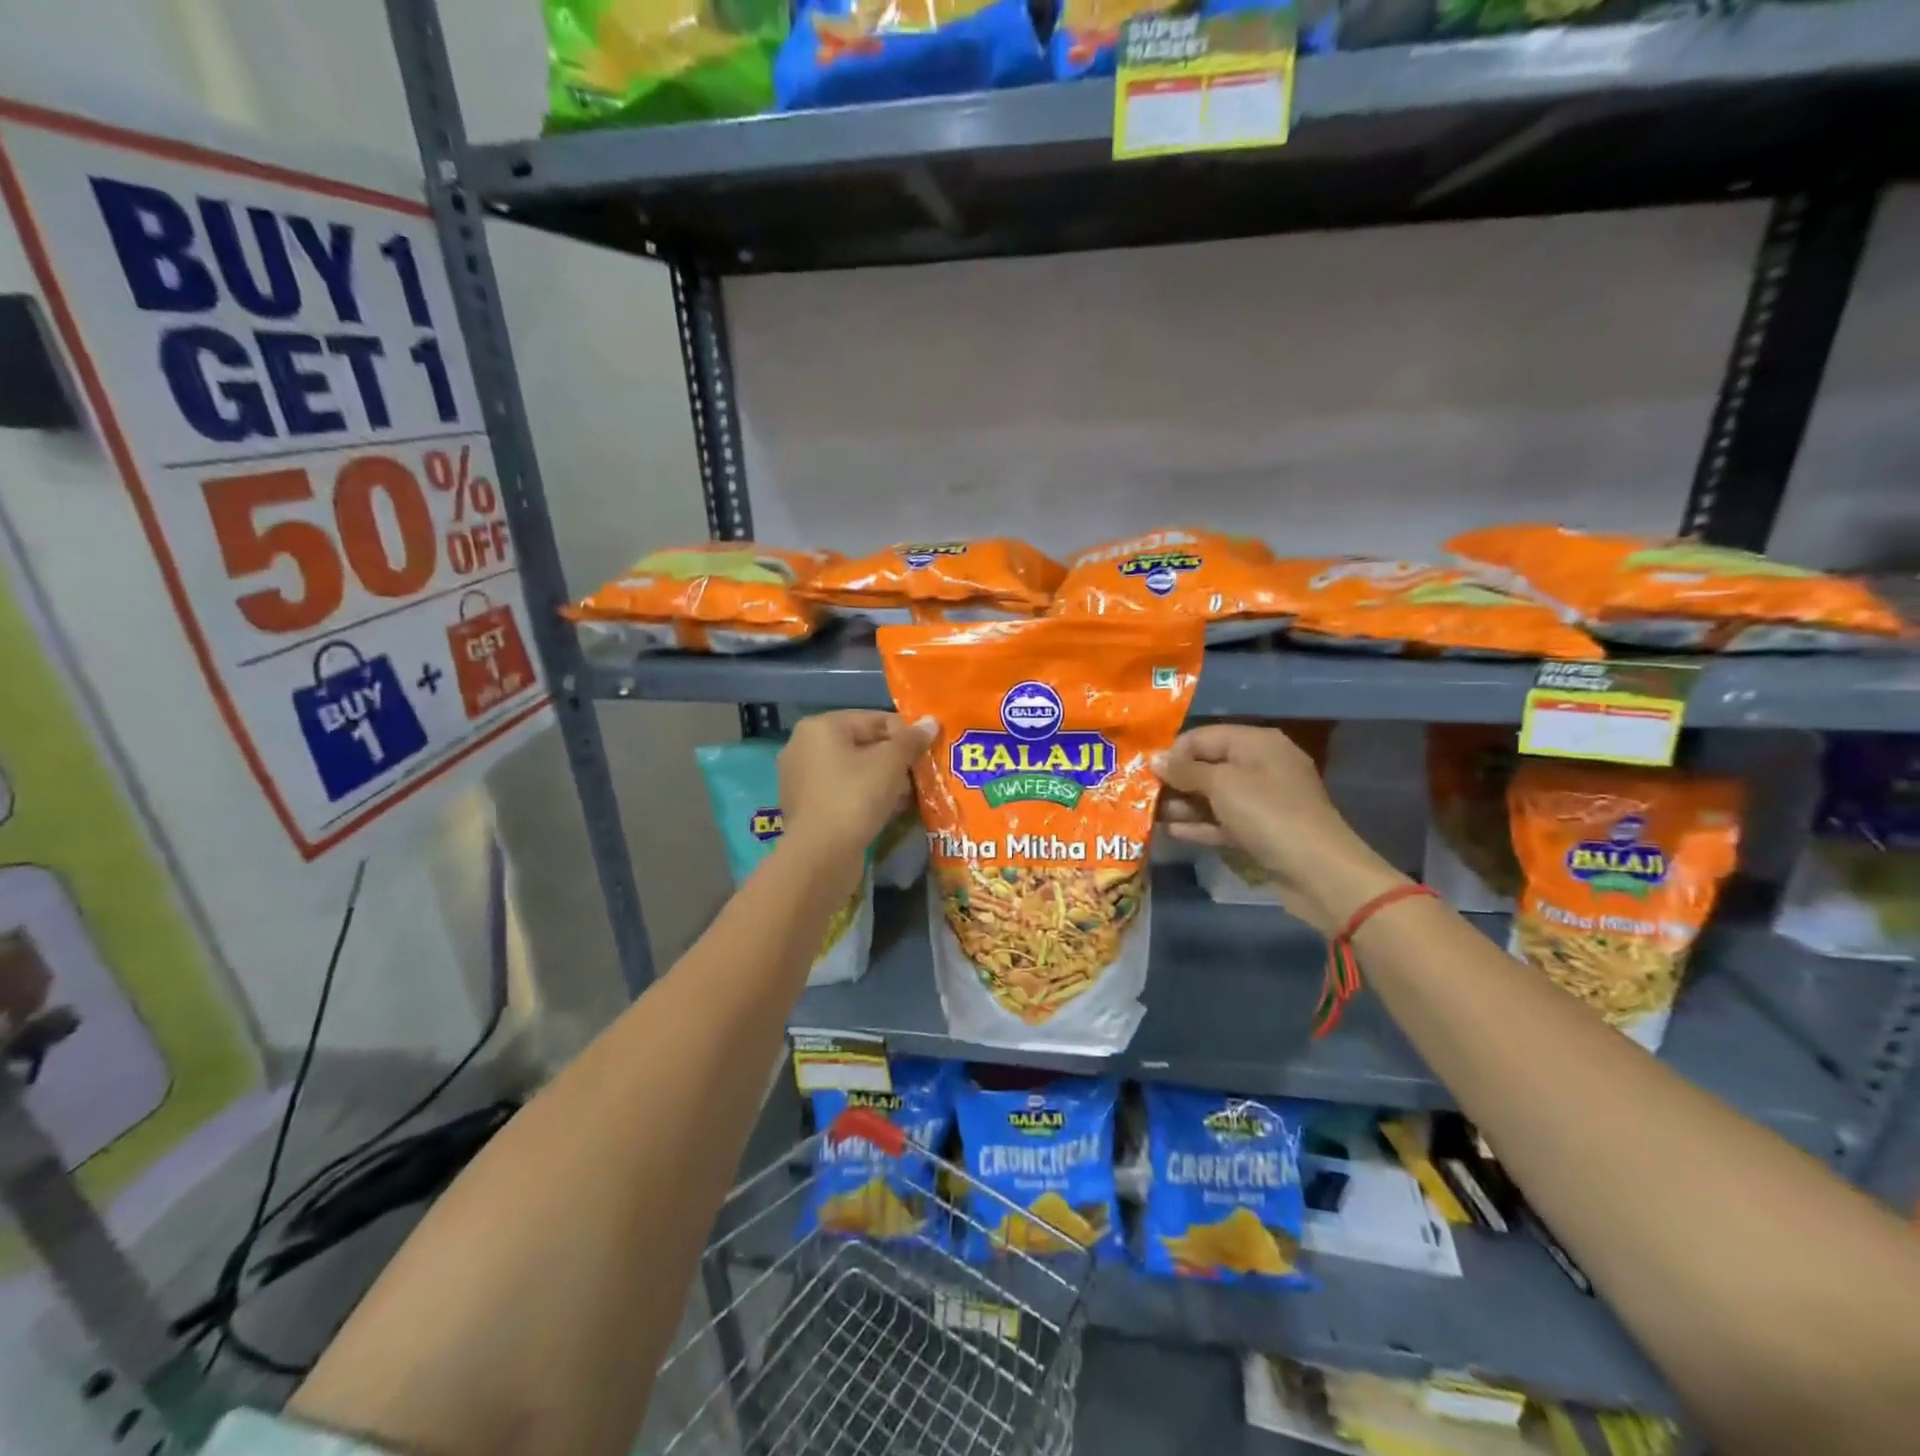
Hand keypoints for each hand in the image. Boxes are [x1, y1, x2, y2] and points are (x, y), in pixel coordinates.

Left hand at [778, 711, 934, 864]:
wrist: (820, 856)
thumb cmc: (855, 798)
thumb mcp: (890, 764)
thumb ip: (911, 740)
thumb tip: (931, 722)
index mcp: (820, 727)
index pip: (874, 719)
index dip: (905, 734)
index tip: (927, 752)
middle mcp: (804, 747)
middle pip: (862, 744)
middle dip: (894, 760)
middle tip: (920, 776)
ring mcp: (801, 779)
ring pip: (854, 771)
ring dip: (883, 781)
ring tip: (908, 796)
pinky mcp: (806, 807)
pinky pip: (843, 792)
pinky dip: (865, 798)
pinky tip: (888, 811)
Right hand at [1156, 724, 1405, 933]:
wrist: (1318, 871)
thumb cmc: (1268, 814)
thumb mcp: (1222, 785)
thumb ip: (1185, 771)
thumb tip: (1155, 759)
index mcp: (1256, 743)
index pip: (1203, 737)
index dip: (1173, 752)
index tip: (1145, 772)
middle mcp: (1260, 765)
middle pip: (1207, 766)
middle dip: (1176, 780)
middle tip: (1141, 795)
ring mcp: (1262, 801)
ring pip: (1213, 796)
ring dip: (1183, 805)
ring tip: (1150, 815)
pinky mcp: (1261, 831)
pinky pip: (1223, 821)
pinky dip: (1200, 825)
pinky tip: (1172, 831)